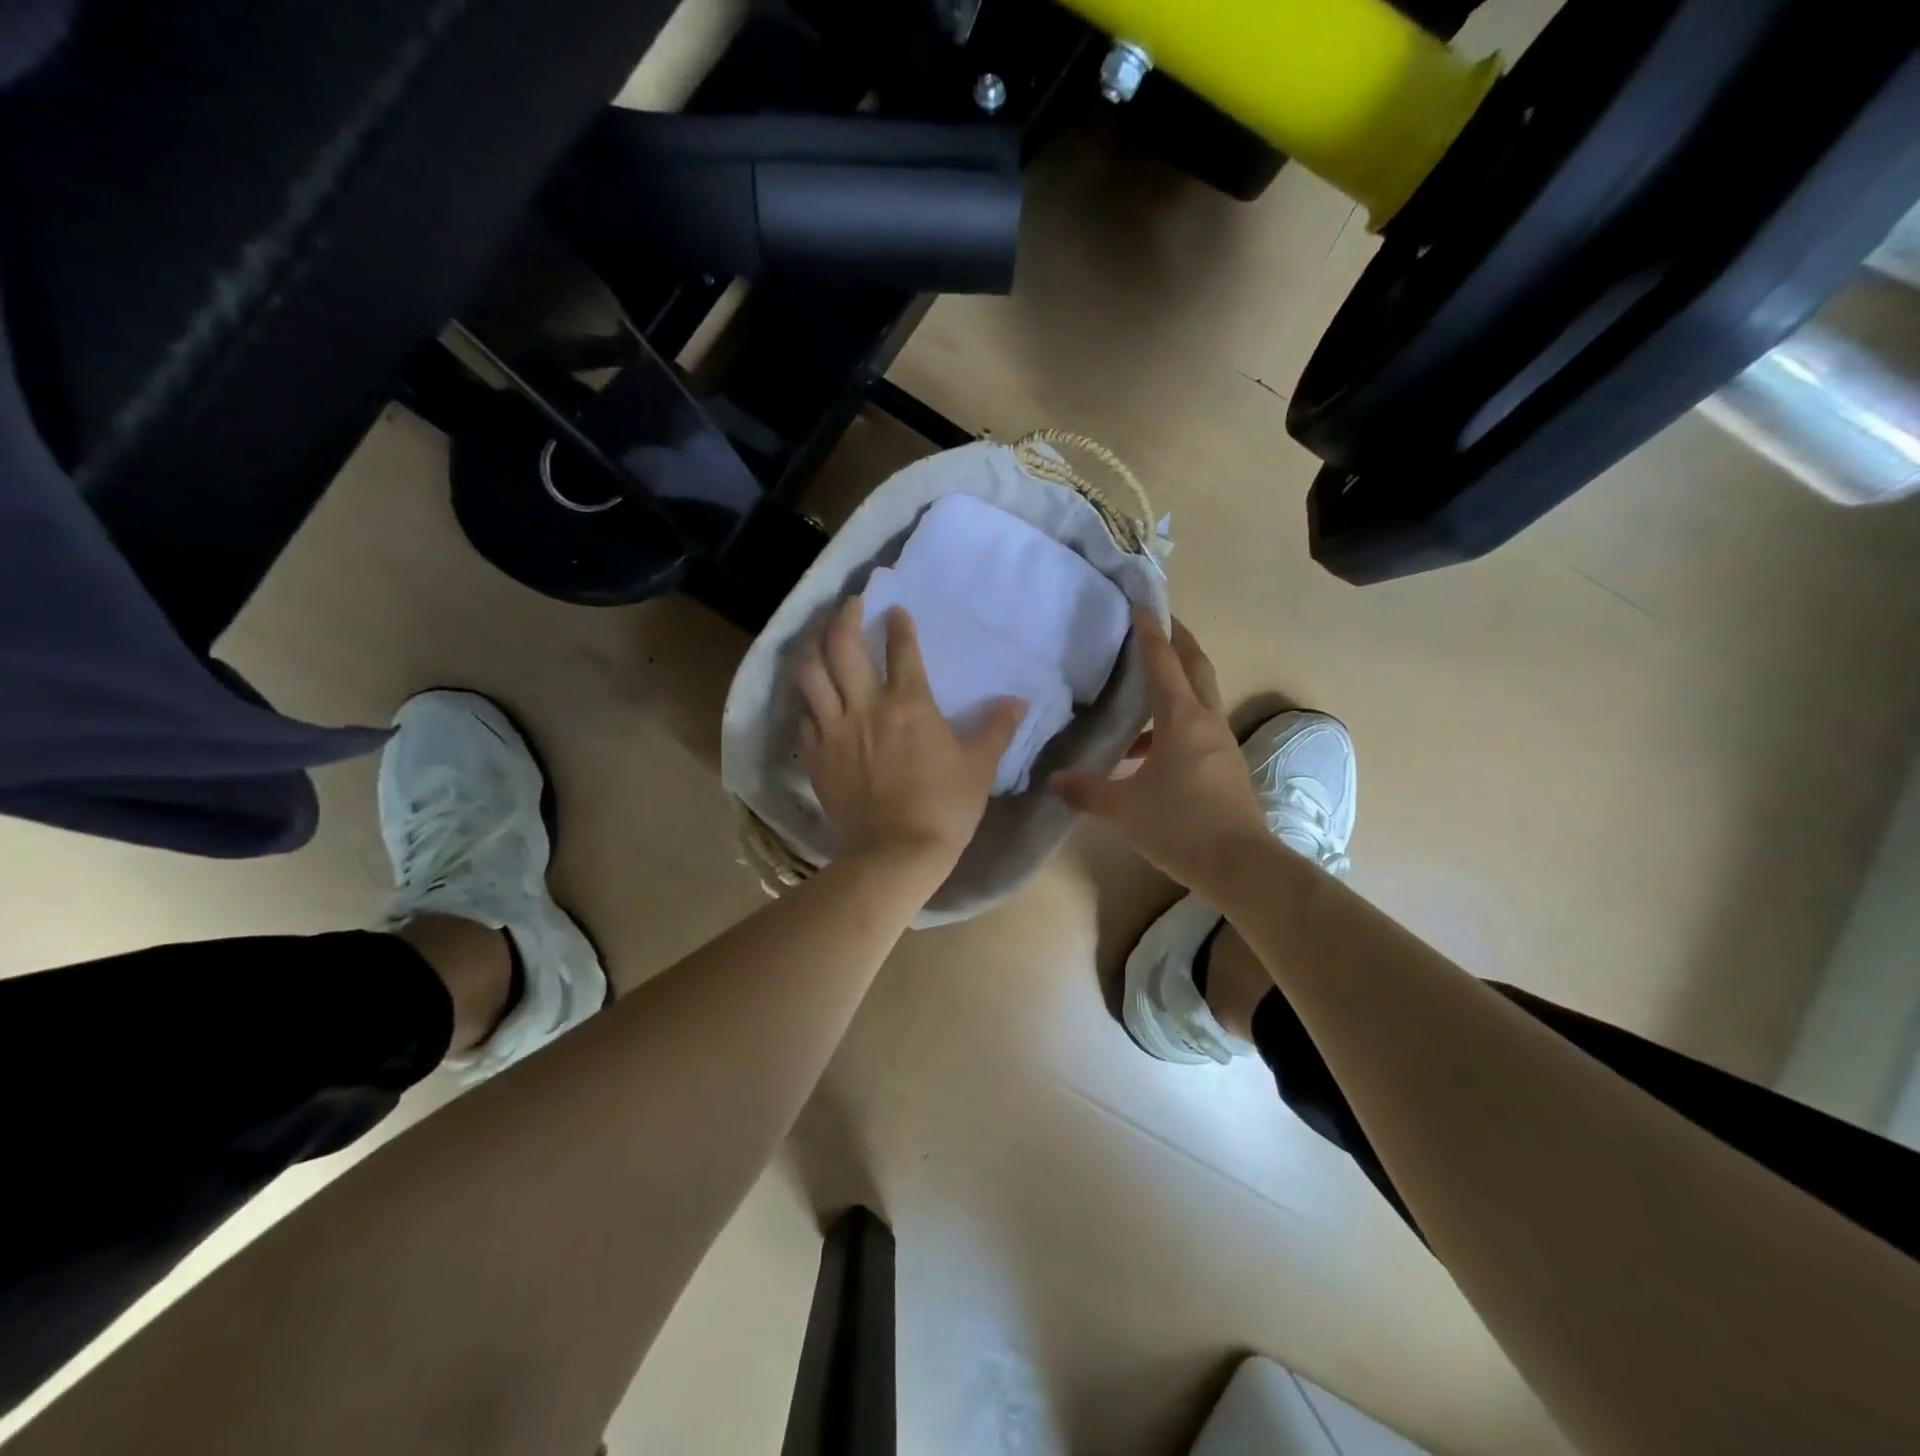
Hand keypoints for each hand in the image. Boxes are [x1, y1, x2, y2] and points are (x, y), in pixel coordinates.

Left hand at [797, 596, 1023, 876]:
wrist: (896, 854)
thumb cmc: (944, 808)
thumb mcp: (980, 767)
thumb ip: (996, 729)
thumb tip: (1018, 701)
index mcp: (909, 704)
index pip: (901, 649)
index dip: (899, 625)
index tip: (896, 611)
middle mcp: (865, 707)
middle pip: (842, 647)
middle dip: (844, 617)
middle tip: (849, 604)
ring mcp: (834, 731)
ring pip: (811, 675)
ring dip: (813, 648)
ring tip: (819, 637)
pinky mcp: (816, 756)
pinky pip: (803, 717)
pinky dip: (807, 700)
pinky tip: (811, 697)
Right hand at [1052, 609, 1266, 895]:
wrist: (1240, 866)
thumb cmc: (1180, 825)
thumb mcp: (1124, 808)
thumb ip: (1087, 790)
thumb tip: (1055, 780)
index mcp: (1182, 719)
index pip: (1163, 662)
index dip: (1151, 632)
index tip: (1142, 604)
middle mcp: (1206, 722)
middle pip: (1195, 667)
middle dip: (1178, 641)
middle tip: (1159, 621)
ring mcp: (1220, 744)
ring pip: (1199, 698)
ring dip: (1177, 683)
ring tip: (1142, 689)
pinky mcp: (1224, 766)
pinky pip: (1198, 729)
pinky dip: (1174, 724)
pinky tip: (1145, 753)